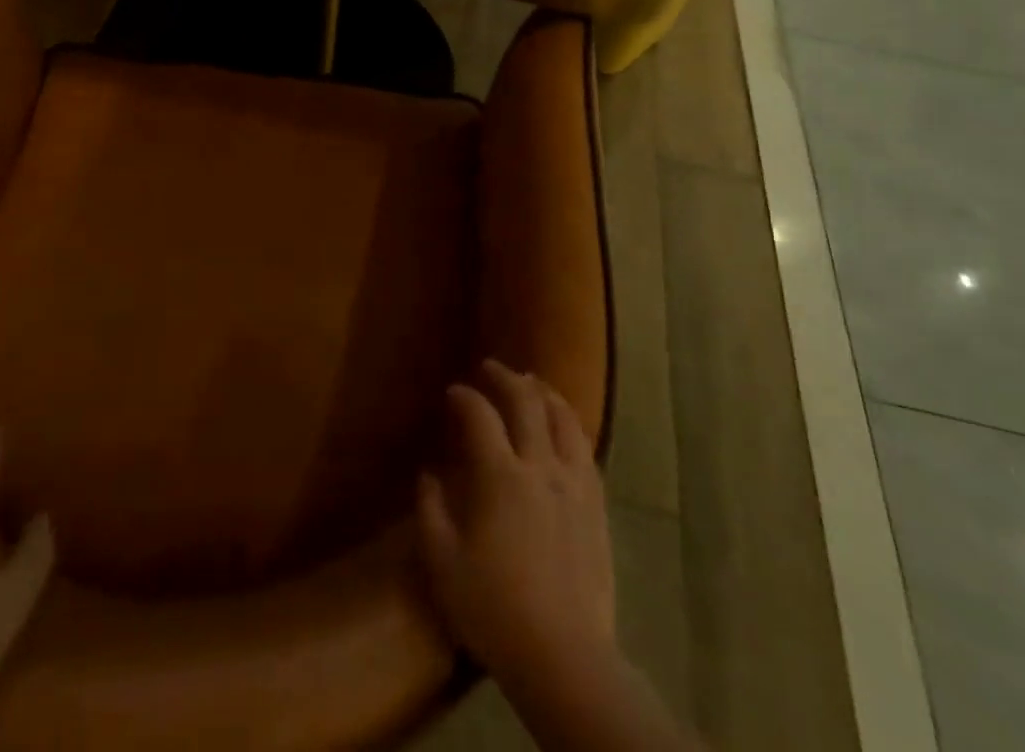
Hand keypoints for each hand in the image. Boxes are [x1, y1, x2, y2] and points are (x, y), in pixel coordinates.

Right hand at [416, 360, 616, 690]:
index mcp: (501, 476)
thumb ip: (430, 511)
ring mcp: (575, 484)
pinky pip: (585, 448)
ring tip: (532, 383)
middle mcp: (541, 467)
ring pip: (564, 419)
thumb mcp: (443, 564)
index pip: (481, 416)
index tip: (453, 392)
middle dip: (506, 378)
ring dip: (544, 393)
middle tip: (491, 368)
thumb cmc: (495, 611)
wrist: (565, 656)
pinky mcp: (597, 505)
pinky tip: (564, 428)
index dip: (465, 397)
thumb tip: (427, 474)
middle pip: (527, 403)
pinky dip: (570, 425)